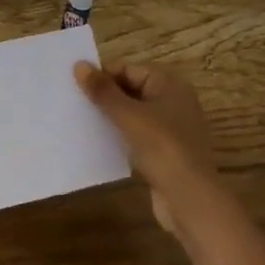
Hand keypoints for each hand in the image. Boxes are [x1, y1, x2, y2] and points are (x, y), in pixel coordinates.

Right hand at [74, 61, 230, 240]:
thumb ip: (103, 91)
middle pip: (131, 90)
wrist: (191, 200)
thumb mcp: (128, 116)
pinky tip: (99, 144)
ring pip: (133, 115)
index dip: (103, 76)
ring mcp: (171, 129)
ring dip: (110, 118)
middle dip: (105, 97)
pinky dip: (120, 137)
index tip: (75, 87)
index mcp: (170, 85)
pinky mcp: (166, 153)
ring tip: (81, 123)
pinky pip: (137, 136)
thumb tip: (79, 64)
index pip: (129, 69)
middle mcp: (174, 102)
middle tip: (74, 104)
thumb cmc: (162, 148)